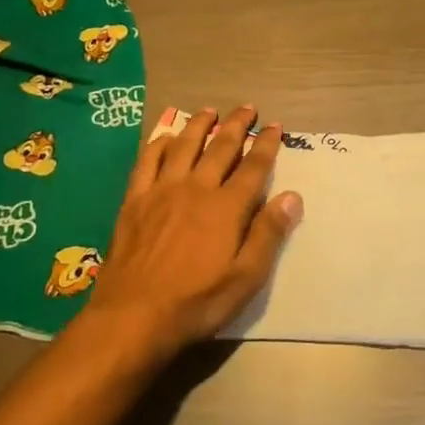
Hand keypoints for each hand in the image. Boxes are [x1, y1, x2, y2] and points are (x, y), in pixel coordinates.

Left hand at [82, 105, 303, 358]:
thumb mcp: (245, 278)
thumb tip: (292, 196)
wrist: (132, 317)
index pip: (253, 167)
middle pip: (220, 147)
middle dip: (237, 125)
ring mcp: (162, 191)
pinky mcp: (135, 200)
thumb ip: (268, 234)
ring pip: (184, 146)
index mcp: (226, 208)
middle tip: (247, 107)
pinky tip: (164, 136)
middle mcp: (196, 189)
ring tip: (210, 111)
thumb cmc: (196, 302)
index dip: (266, 144)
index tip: (275, 126)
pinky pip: (147, 161)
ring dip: (199, 125)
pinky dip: (158, 144)